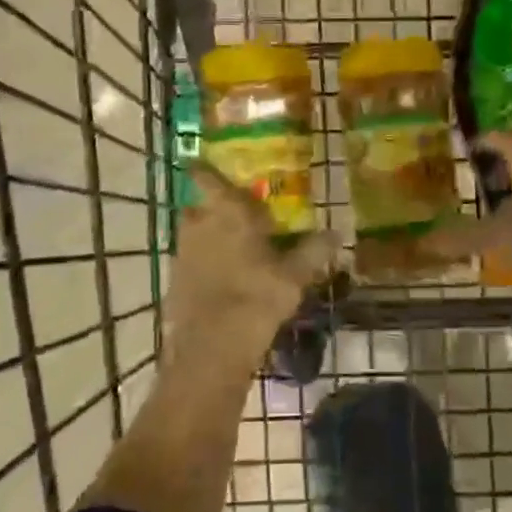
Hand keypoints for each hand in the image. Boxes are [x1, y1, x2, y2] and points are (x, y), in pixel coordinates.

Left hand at [169, 166, 335, 356]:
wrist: (211, 349)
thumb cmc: (256, 299)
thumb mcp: (294, 276)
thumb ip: (314, 251)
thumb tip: (336, 232)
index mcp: (226, 213)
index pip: (206, 177)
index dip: (205, 168)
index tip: (207, 162)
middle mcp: (199, 225)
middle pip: (199, 206)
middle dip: (214, 208)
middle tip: (237, 215)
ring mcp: (182, 253)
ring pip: (194, 234)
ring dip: (208, 237)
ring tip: (234, 249)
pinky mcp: (175, 281)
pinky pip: (190, 261)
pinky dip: (203, 264)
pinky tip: (223, 279)